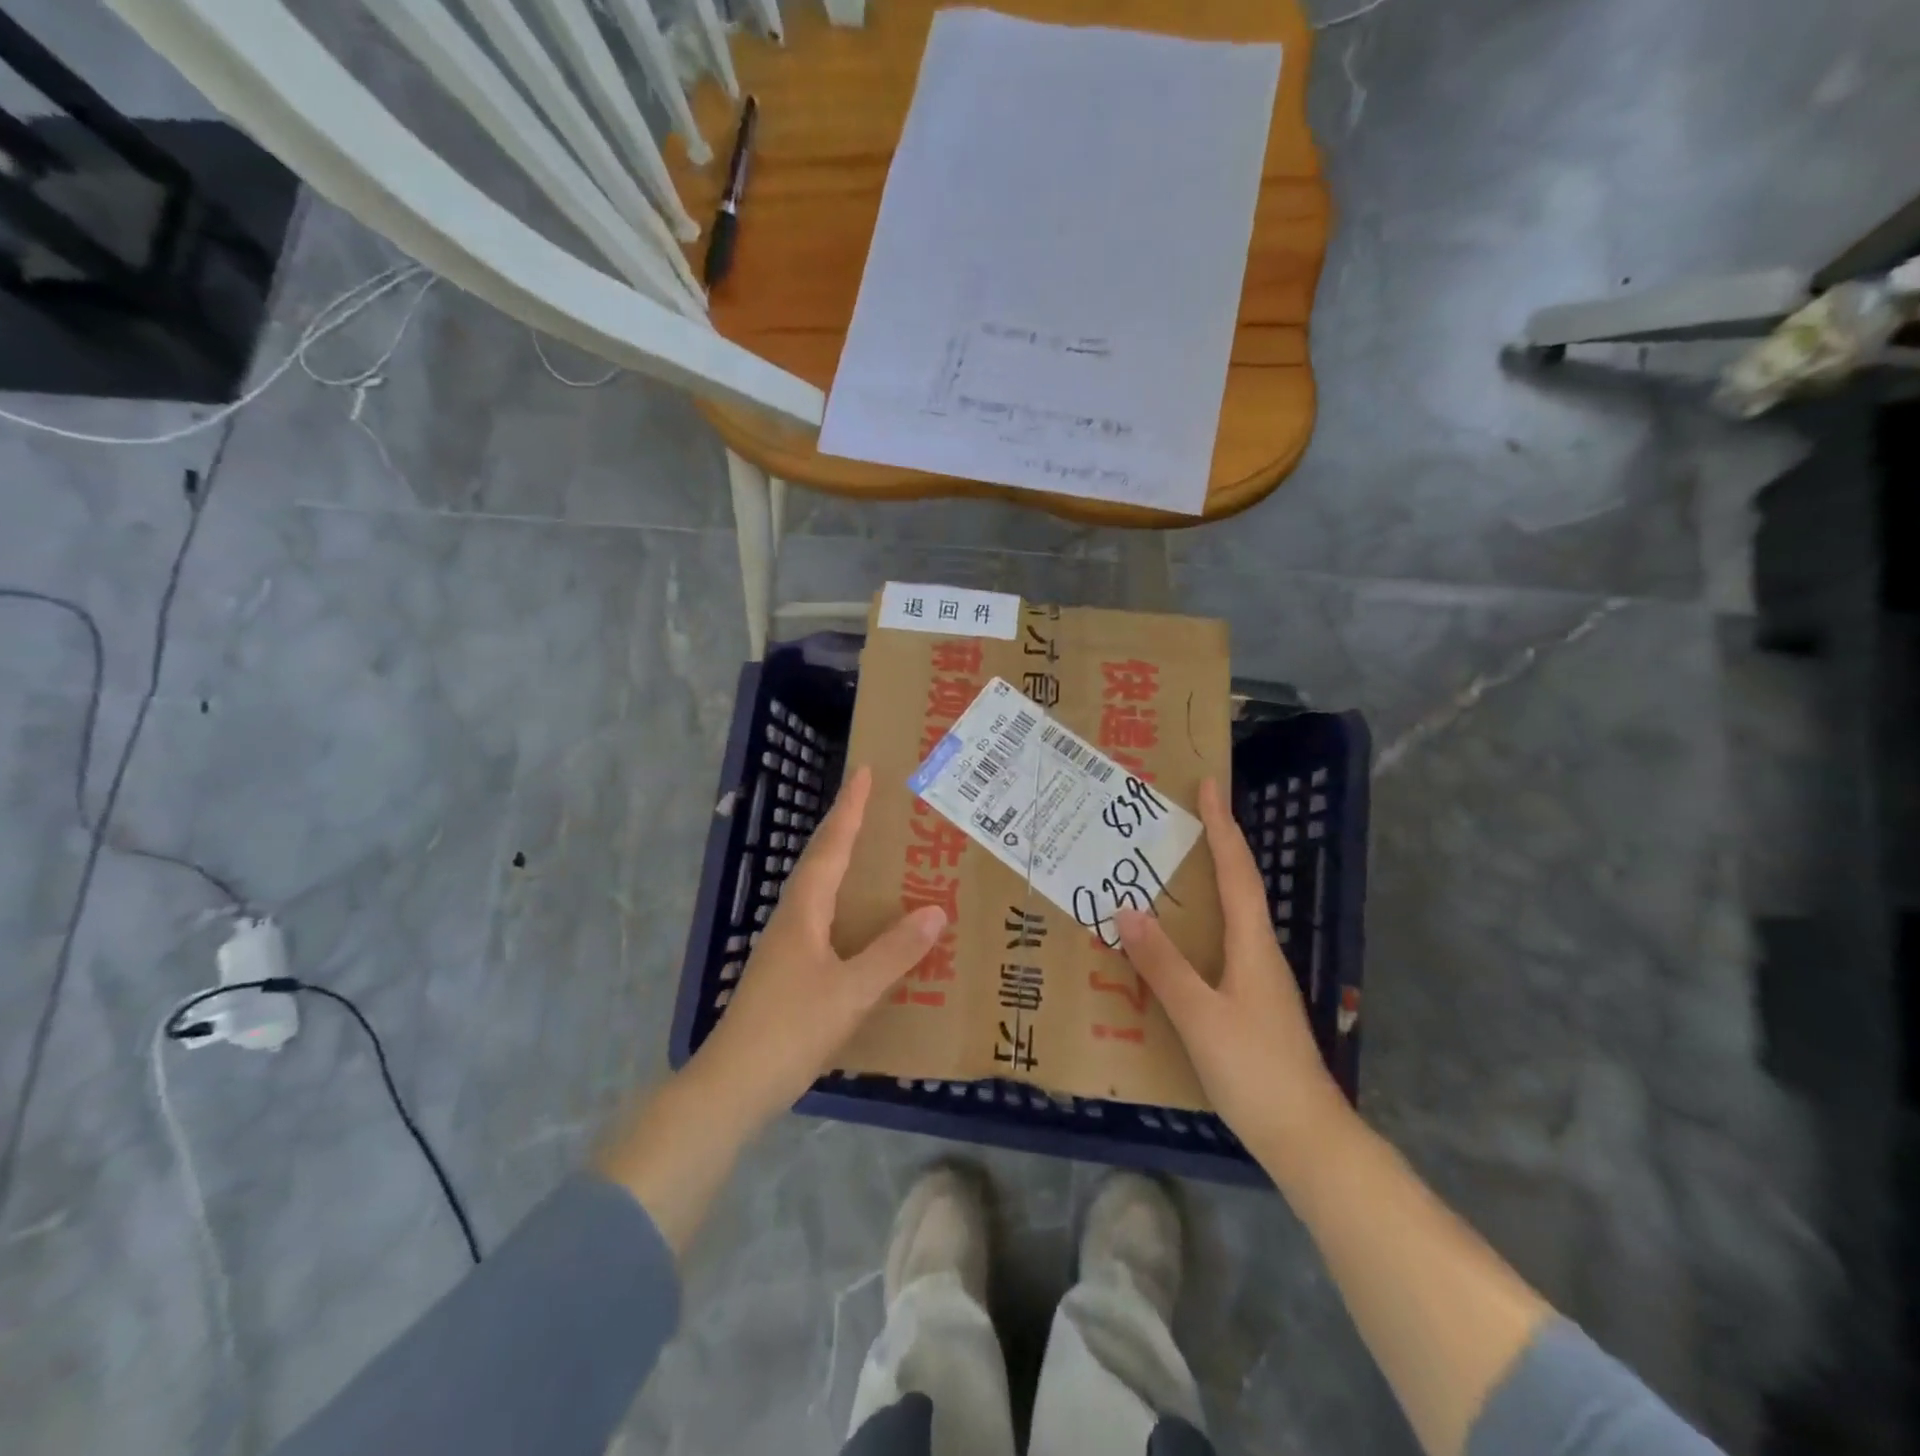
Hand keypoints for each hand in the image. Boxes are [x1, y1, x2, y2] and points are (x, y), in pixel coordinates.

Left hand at [689, 765, 945, 1128]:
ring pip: (818, 891)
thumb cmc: (790, 1030)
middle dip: (845, 828)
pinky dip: (844, 904)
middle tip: (874, 804)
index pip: (831, 847)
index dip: (848, 809)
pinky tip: (860, 924)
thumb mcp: (851, 991)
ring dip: (843, 864)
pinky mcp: (787, 973)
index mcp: (803, 912)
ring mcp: (785, 947)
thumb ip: (893, 952)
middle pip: (820, 861)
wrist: (732, 1087)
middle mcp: (791, 920)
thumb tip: (935, 911)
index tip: (864, 772)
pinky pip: (822, 920)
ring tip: (874, 854)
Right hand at [1116, 778, 1347, 1171]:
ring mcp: (1260, 980)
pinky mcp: (1252, 1004)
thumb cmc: (1253, 1070)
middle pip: (1239, 886)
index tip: (1209, 785)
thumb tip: (1127, 908)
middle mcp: (1260, 952)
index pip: (1237, 871)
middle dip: (1216, 846)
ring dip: (1207, 884)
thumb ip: (1162, 962)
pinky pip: (1222, 945)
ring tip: (1170, 869)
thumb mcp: (1198, 1014)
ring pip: (1231, 917)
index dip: (1223, 826)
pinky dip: (1199, 925)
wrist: (1305, 1138)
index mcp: (1253, 945)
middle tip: (1181, 819)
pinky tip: (1176, 941)